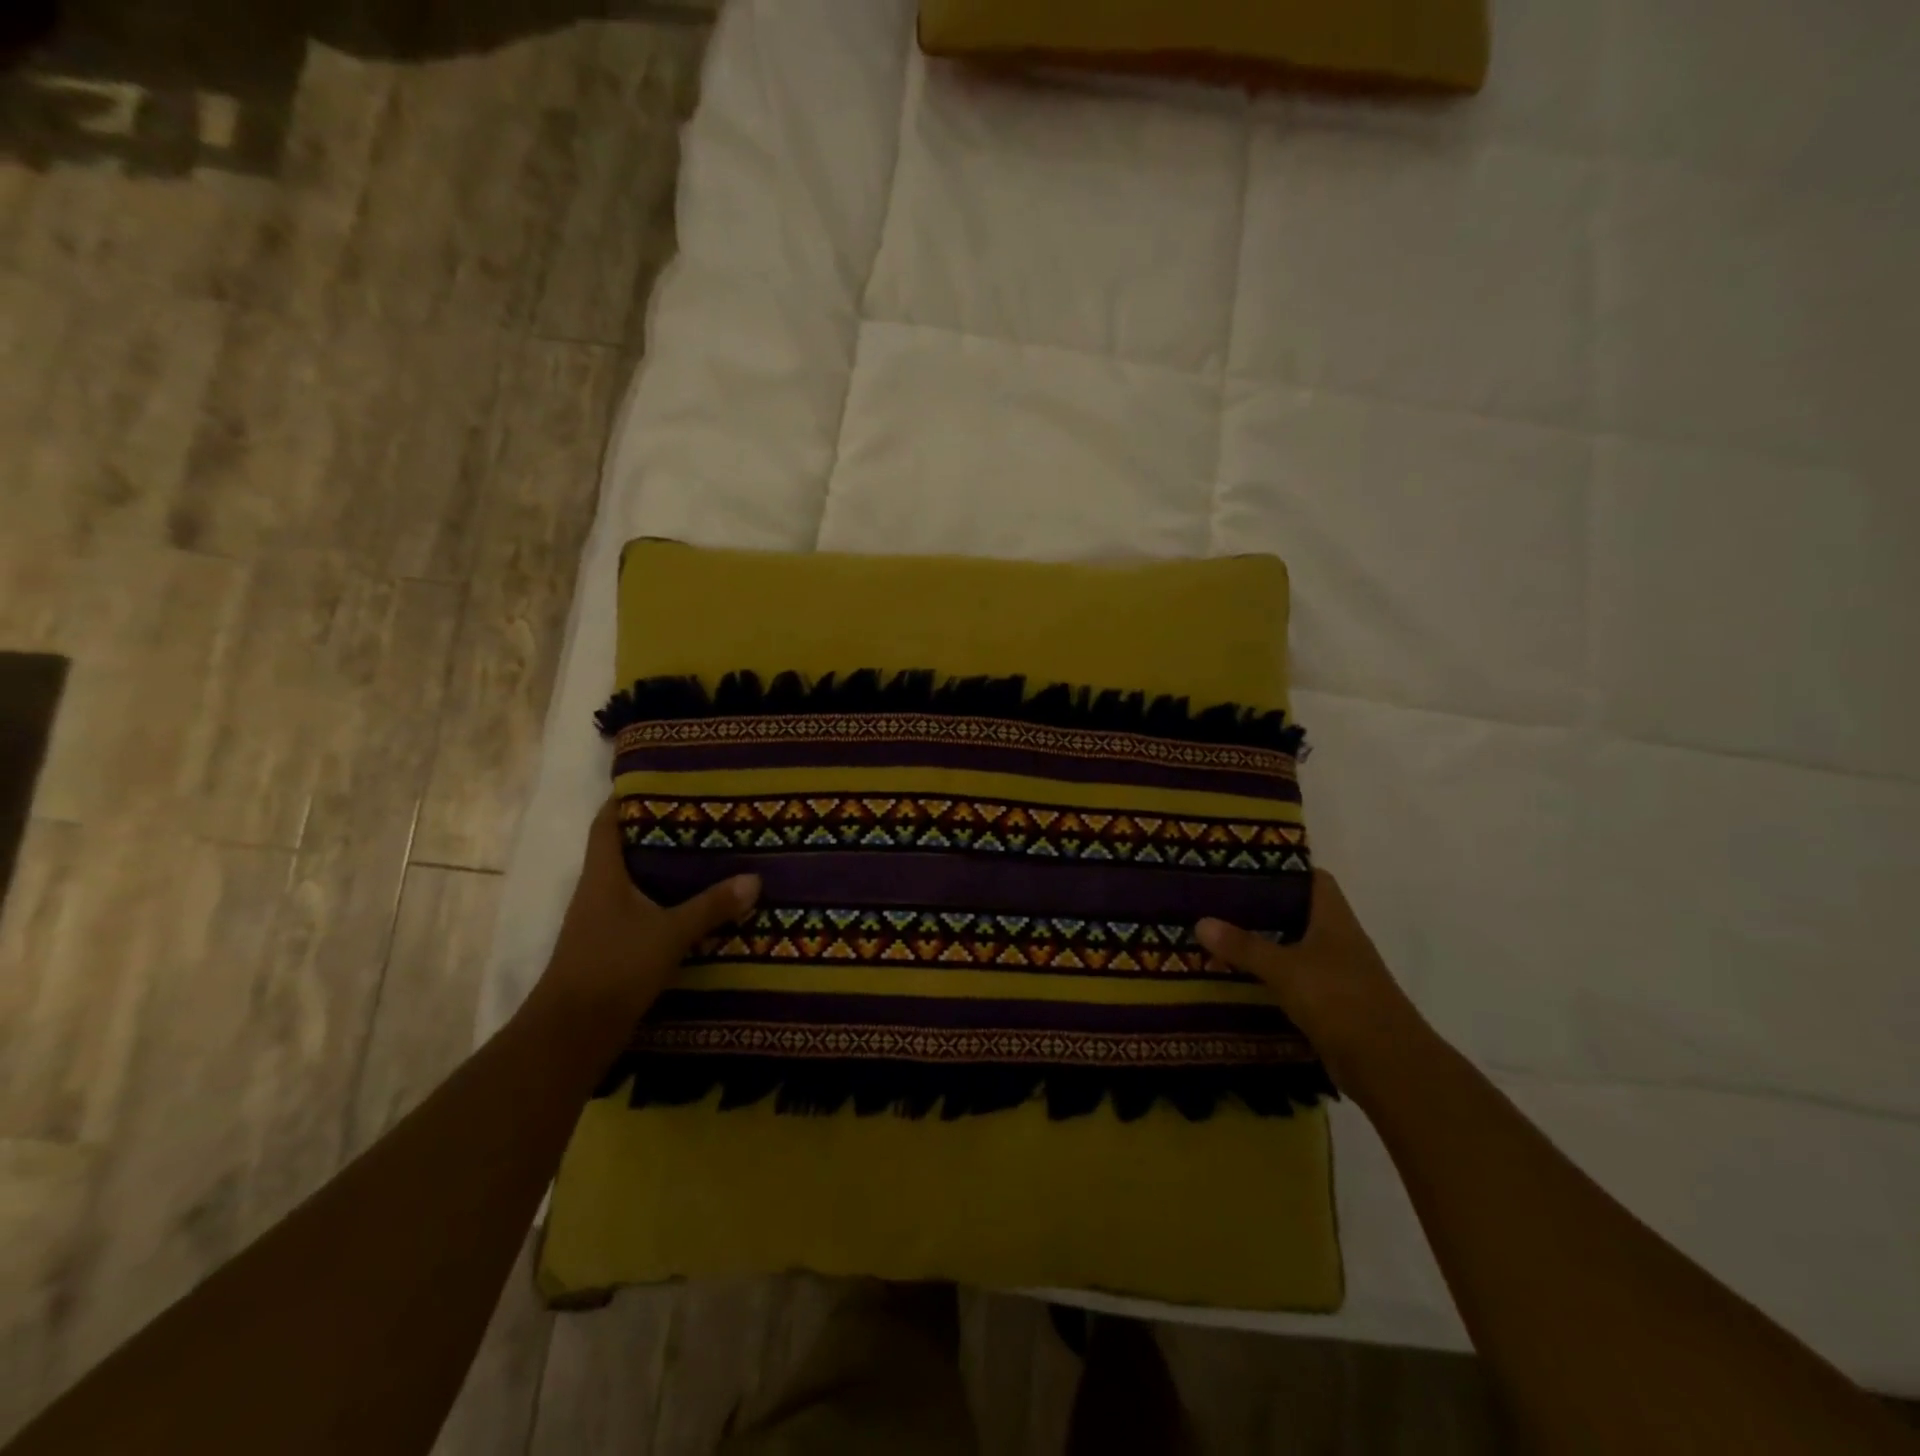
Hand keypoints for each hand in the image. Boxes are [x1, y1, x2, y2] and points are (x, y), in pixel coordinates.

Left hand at [536, 798, 759, 1040]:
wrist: (572, 1033)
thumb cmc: (614, 968)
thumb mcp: (670, 934)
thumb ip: (712, 906)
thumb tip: (755, 879)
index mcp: (604, 875)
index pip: (607, 822)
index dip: (625, 797)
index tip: (659, 778)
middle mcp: (598, 891)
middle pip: (624, 848)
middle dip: (657, 830)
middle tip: (701, 813)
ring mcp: (601, 920)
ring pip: (634, 880)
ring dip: (662, 867)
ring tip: (706, 852)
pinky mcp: (611, 945)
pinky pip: (640, 908)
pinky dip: (663, 899)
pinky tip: (694, 902)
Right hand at [1197, 870, 1429, 1099]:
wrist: (1388, 1066)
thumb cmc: (1340, 1000)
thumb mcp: (1284, 968)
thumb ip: (1244, 946)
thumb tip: (1200, 921)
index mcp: (1334, 919)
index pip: (1313, 879)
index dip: (1283, 869)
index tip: (1245, 866)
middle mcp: (1338, 940)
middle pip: (1298, 913)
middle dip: (1262, 908)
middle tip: (1218, 901)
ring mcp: (1336, 973)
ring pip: (1294, 947)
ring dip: (1263, 944)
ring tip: (1219, 936)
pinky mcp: (1330, 1004)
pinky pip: (1293, 980)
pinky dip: (1270, 977)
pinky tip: (1239, 977)